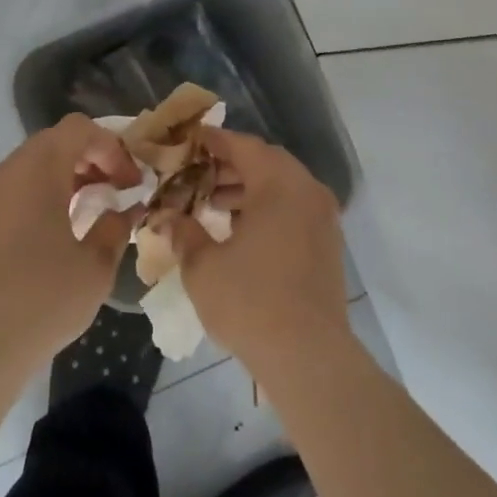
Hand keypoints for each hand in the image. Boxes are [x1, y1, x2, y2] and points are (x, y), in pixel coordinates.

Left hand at [0, 114, 143, 376]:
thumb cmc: (45, 301)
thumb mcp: (96, 265)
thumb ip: (116, 225)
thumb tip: (127, 209)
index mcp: (35, 172)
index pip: (78, 129)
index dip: (111, 148)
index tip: (129, 183)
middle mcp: (0, 175)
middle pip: (50, 145)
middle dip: (88, 162)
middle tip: (112, 194)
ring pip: (25, 171)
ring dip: (59, 182)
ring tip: (81, 217)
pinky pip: (4, 198)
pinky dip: (31, 202)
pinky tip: (43, 242)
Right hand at [172, 128, 352, 370]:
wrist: (307, 355)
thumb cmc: (249, 301)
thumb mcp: (202, 265)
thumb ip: (184, 232)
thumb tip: (168, 217)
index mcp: (279, 185)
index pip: (243, 146)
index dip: (213, 141)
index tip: (188, 141)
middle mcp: (308, 192)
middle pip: (266, 163)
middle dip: (229, 166)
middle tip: (195, 175)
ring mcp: (323, 218)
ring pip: (282, 187)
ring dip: (248, 189)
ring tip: (211, 204)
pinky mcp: (327, 244)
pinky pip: (294, 210)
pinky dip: (267, 209)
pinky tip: (239, 231)